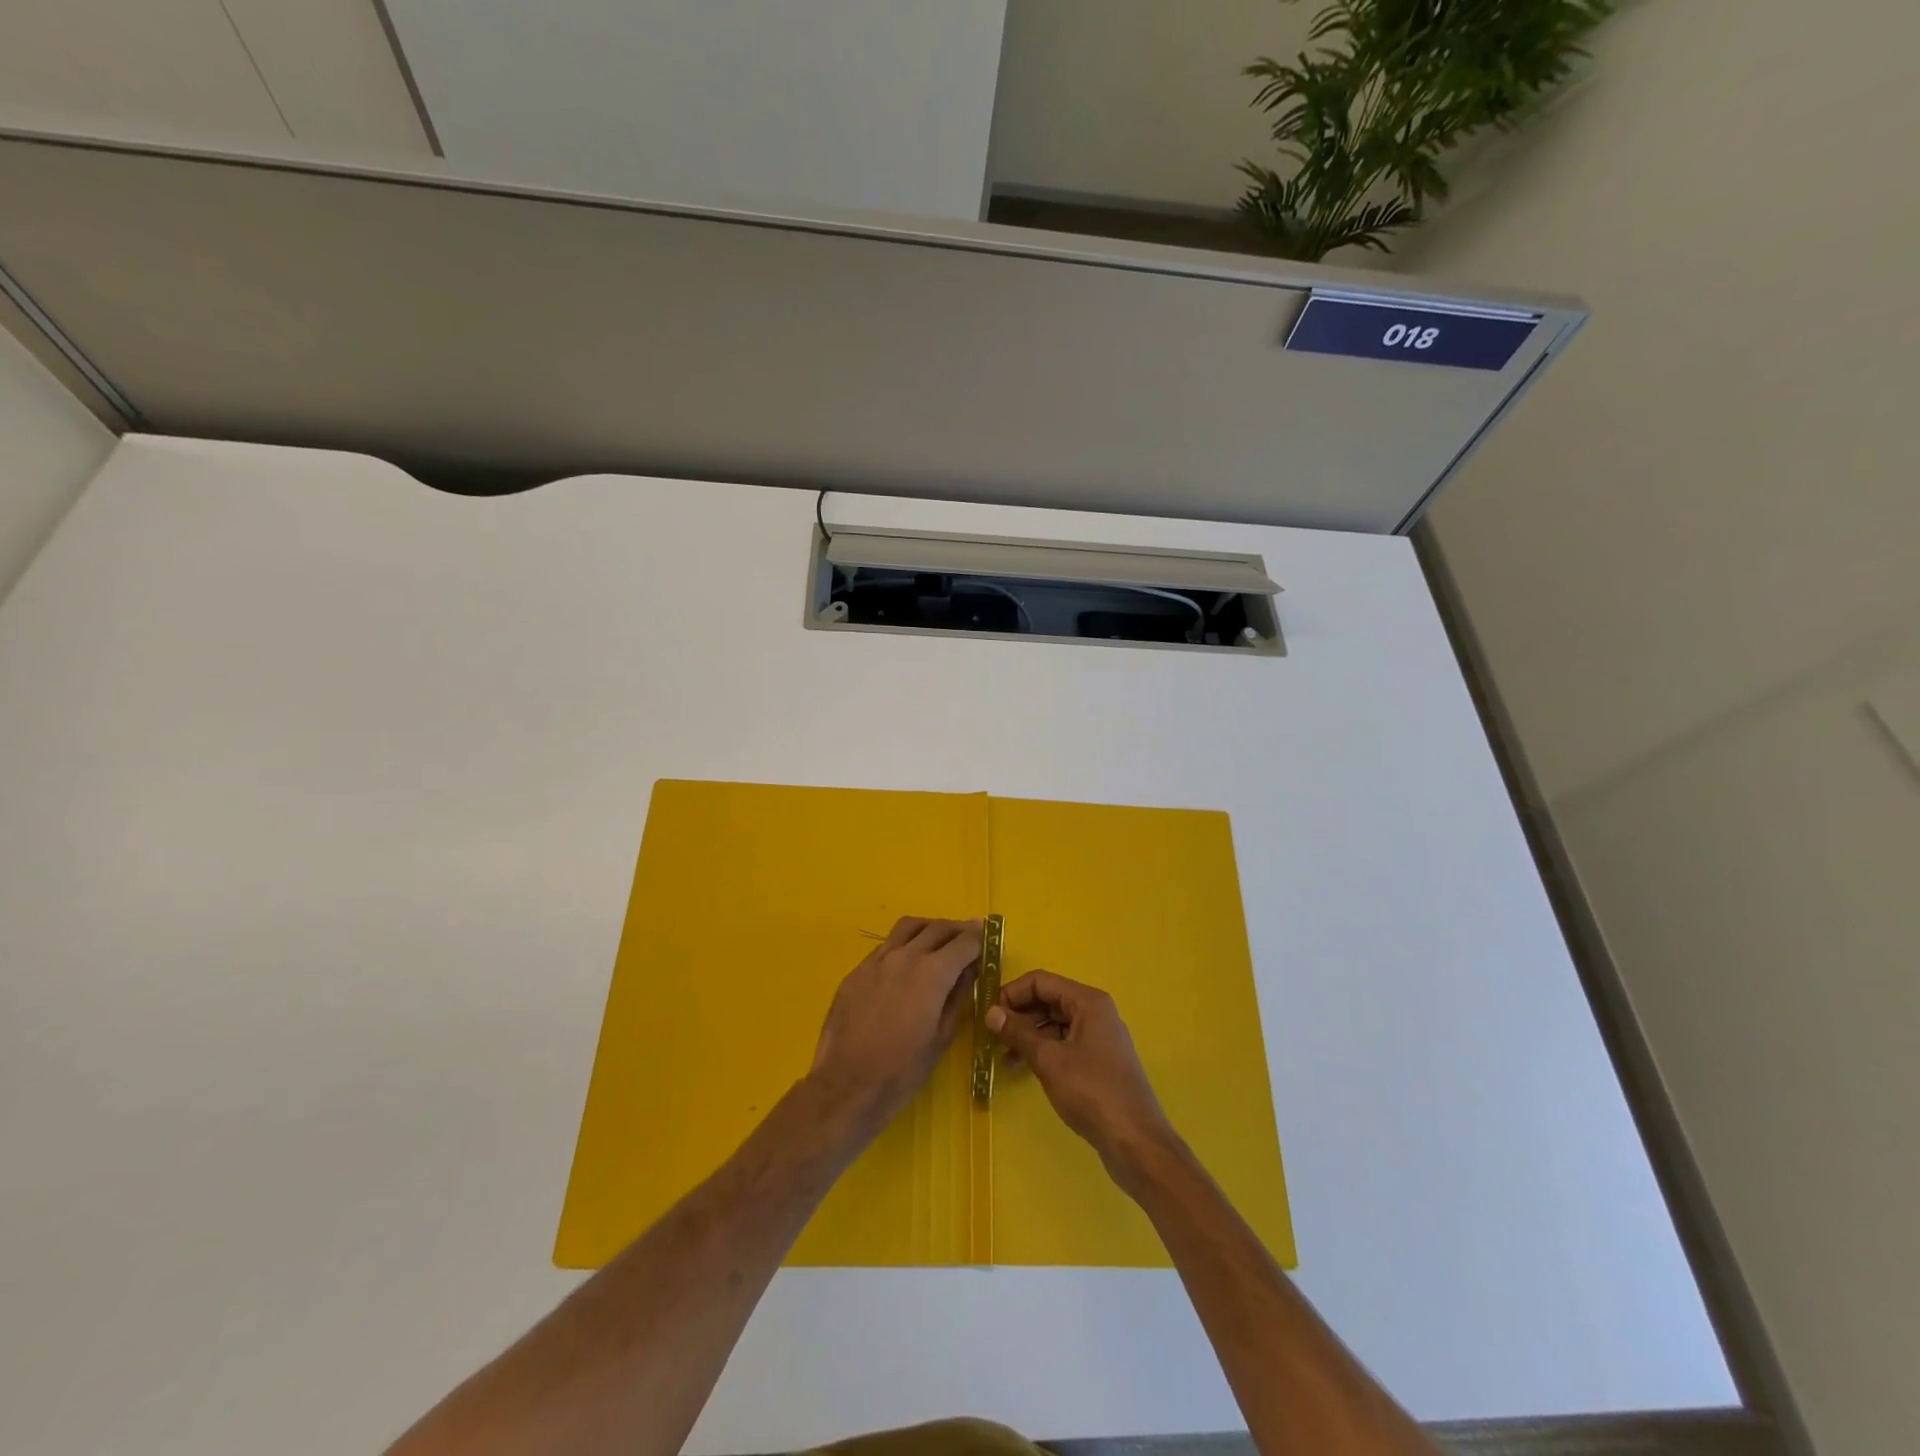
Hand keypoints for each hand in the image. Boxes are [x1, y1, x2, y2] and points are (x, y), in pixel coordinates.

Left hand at [810, 917, 981, 1135]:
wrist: (847, 1085)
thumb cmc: (903, 1070)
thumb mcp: (942, 1036)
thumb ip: (958, 996)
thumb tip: (970, 970)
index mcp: (932, 972)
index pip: (963, 942)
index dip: (979, 938)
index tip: (988, 938)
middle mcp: (905, 956)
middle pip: (937, 928)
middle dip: (958, 930)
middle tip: (969, 937)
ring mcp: (877, 960)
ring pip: (908, 927)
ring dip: (929, 928)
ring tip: (938, 941)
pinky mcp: (857, 971)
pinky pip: (886, 946)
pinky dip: (904, 944)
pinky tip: (906, 964)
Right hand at [985, 971, 1178, 1188]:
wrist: (1135, 1141)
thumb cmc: (1091, 1092)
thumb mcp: (1048, 1060)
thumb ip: (1018, 1033)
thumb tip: (990, 1012)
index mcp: (1088, 1002)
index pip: (1041, 981)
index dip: (1012, 993)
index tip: (989, 1013)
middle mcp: (1096, 1012)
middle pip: (1050, 1000)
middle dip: (1019, 1014)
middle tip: (993, 1036)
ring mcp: (1100, 1037)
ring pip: (1056, 1023)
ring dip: (1029, 1034)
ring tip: (1003, 1056)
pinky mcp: (1100, 1061)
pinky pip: (1065, 1043)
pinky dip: (1044, 1050)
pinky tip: (1025, 1068)